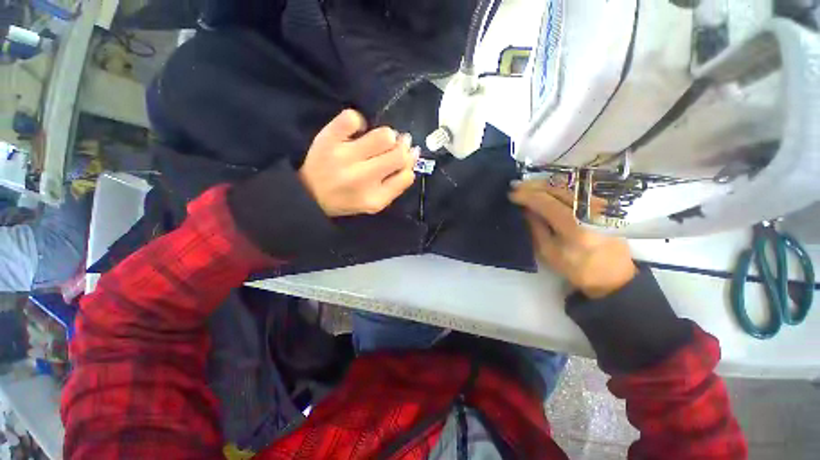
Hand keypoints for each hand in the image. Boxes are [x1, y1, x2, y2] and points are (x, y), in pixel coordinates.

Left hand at [299, 109, 418, 216]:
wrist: (309, 194)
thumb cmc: (347, 199)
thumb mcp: (375, 202)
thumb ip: (396, 185)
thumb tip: (412, 156)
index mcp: (375, 197)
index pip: (406, 176)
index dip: (410, 163)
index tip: (408, 156)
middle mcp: (362, 178)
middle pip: (398, 155)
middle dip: (403, 147)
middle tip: (398, 144)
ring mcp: (344, 156)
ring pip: (383, 136)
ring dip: (387, 135)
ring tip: (380, 139)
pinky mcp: (328, 139)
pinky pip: (353, 118)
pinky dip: (359, 121)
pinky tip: (357, 131)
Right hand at [509, 181, 636, 298]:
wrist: (613, 274)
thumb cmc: (576, 268)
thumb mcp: (548, 251)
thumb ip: (535, 227)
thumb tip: (524, 209)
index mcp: (575, 226)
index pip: (546, 202)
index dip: (526, 196)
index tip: (510, 194)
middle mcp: (589, 210)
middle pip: (556, 190)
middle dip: (533, 186)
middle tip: (515, 186)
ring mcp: (599, 205)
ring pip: (566, 187)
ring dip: (543, 185)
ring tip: (526, 186)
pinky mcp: (603, 204)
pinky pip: (575, 190)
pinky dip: (556, 188)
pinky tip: (545, 190)